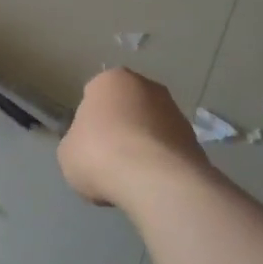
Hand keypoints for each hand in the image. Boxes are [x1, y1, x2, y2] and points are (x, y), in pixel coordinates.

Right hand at [57, 68, 210, 207]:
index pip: (94, 94)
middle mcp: (147, 87)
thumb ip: (77, 142)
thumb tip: (89, 148)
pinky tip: (150, 183)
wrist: (154, 180)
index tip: (87, 142)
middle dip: (120, 128)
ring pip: (151, 128)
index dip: (89, 120)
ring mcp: (176, 112)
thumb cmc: (99, 154)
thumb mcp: (67, 152)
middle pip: (127, 108)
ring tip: (130, 177)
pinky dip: (160, 163)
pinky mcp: (195, 140)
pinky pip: (168, 150)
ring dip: (142, 146)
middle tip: (107, 157)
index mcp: (111, 80)